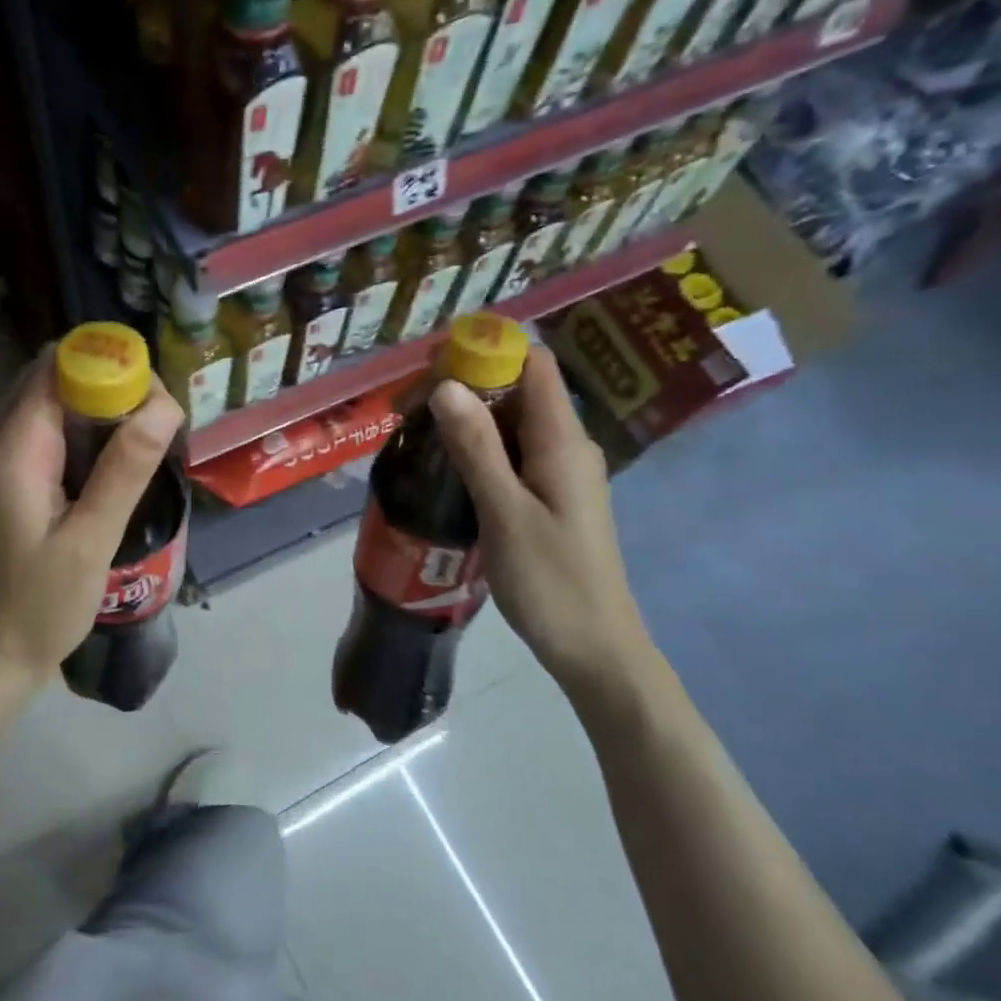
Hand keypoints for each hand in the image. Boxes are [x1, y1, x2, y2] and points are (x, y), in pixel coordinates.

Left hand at [0, 349, 183, 695]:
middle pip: (48, 383)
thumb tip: (163, 405)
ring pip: (46, 409)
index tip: (151, 391)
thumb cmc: (42, 605)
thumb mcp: (91, 541)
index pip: (53, 371)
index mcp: (12, 452)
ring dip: (93, 409)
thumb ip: (125, 470)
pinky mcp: (3, 487)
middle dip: (103, 383)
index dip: (103, 364)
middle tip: (155, 415)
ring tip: (142, 435)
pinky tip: (110, 463)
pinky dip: (78, 435)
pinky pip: (42, 439)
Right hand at [430, 344, 658, 697]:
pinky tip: (444, 466)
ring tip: (414, 433)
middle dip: (465, 386)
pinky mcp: (549, 497)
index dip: (488, 351)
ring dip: (467, 420)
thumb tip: (446, 386)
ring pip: (512, 425)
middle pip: (518, 392)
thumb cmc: (551, 581)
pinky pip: (512, 454)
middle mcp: (567, 447)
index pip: (534, 366)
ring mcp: (559, 473)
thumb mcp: (505, 512)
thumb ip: (477, 448)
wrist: (594, 648)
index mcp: (563, 442)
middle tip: (406, 407)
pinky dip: (478, 449)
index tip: (432, 363)